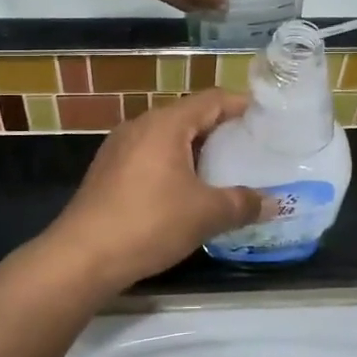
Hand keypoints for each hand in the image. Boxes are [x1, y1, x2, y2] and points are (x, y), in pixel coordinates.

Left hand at [46, 90, 267, 289]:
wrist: (81, 256)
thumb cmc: (149, 223)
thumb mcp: (205, 214)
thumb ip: (242, 203)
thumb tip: (275, 203)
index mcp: (166, 124)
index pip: (212, 100)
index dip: (241, 105)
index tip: (266, 118)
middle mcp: (141, 125)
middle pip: (189, 116)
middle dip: (221, 129)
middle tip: (251, 147)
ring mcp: (119, 147)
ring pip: (168, 137)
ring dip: (196, 149)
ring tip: (223, 170)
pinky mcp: (108, 170)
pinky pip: (150, 155)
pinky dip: (173, 163)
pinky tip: (186, 190)